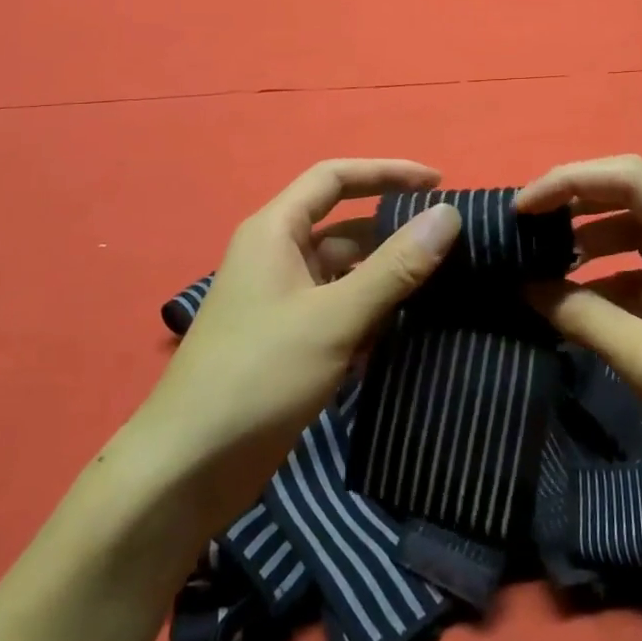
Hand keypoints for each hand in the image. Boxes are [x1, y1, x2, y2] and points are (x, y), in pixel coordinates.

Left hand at [135, 159, 462, 535]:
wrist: (188, 468)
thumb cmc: (259, 374)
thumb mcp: (335, 317)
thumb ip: (395, 266)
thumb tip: (448, 215)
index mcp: (275, 231)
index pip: (335, 178)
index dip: (387, 172)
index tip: (438, 183)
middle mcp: (278, 256)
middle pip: (345, 227)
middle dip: (394, 232)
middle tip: (453, 245)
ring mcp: (284, 301)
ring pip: (347, 273)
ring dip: (388, 278)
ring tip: (446, 286)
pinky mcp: (291, 341)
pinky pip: (341, 310)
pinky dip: (373, 314)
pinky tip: (410, 330)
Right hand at [517, 155, 641, 505]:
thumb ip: (586, 319)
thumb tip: (527, 286)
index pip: (629, 179)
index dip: (570, 181)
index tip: (523, 208)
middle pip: (629, 196)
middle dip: (573, 205)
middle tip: (523, 229)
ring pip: (632, 232)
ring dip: (587, 242)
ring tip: (538, 263)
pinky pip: (641, 270)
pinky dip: (605, 279)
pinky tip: (573, 303)